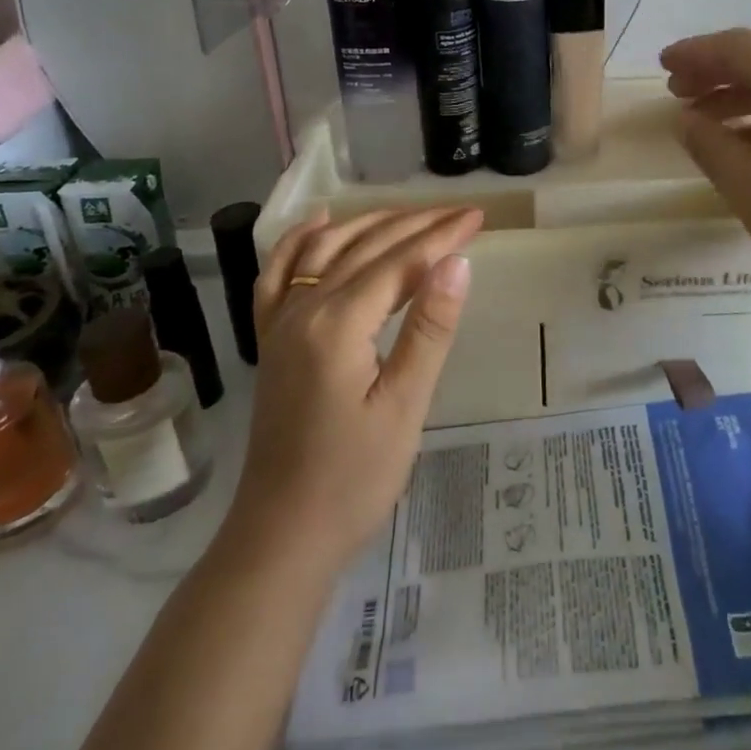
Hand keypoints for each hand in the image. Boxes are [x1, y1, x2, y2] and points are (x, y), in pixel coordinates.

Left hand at [226, 206, 481, 572]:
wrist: (282, 536)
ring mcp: (280, 322)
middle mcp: (303, 309)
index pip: (400, 263)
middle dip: (416, 224)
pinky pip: (278, 274)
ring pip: (325, 250)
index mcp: (338, 324)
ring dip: (369, 224)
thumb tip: (457, 262)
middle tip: (461, 212)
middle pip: (365, 247)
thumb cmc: (353, 478)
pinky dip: (299, 241)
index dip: (441, 236)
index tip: (478, 216)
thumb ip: (429, 329)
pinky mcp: (272, 340)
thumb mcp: (405, 406)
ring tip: (411, 213)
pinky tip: (318, 222)